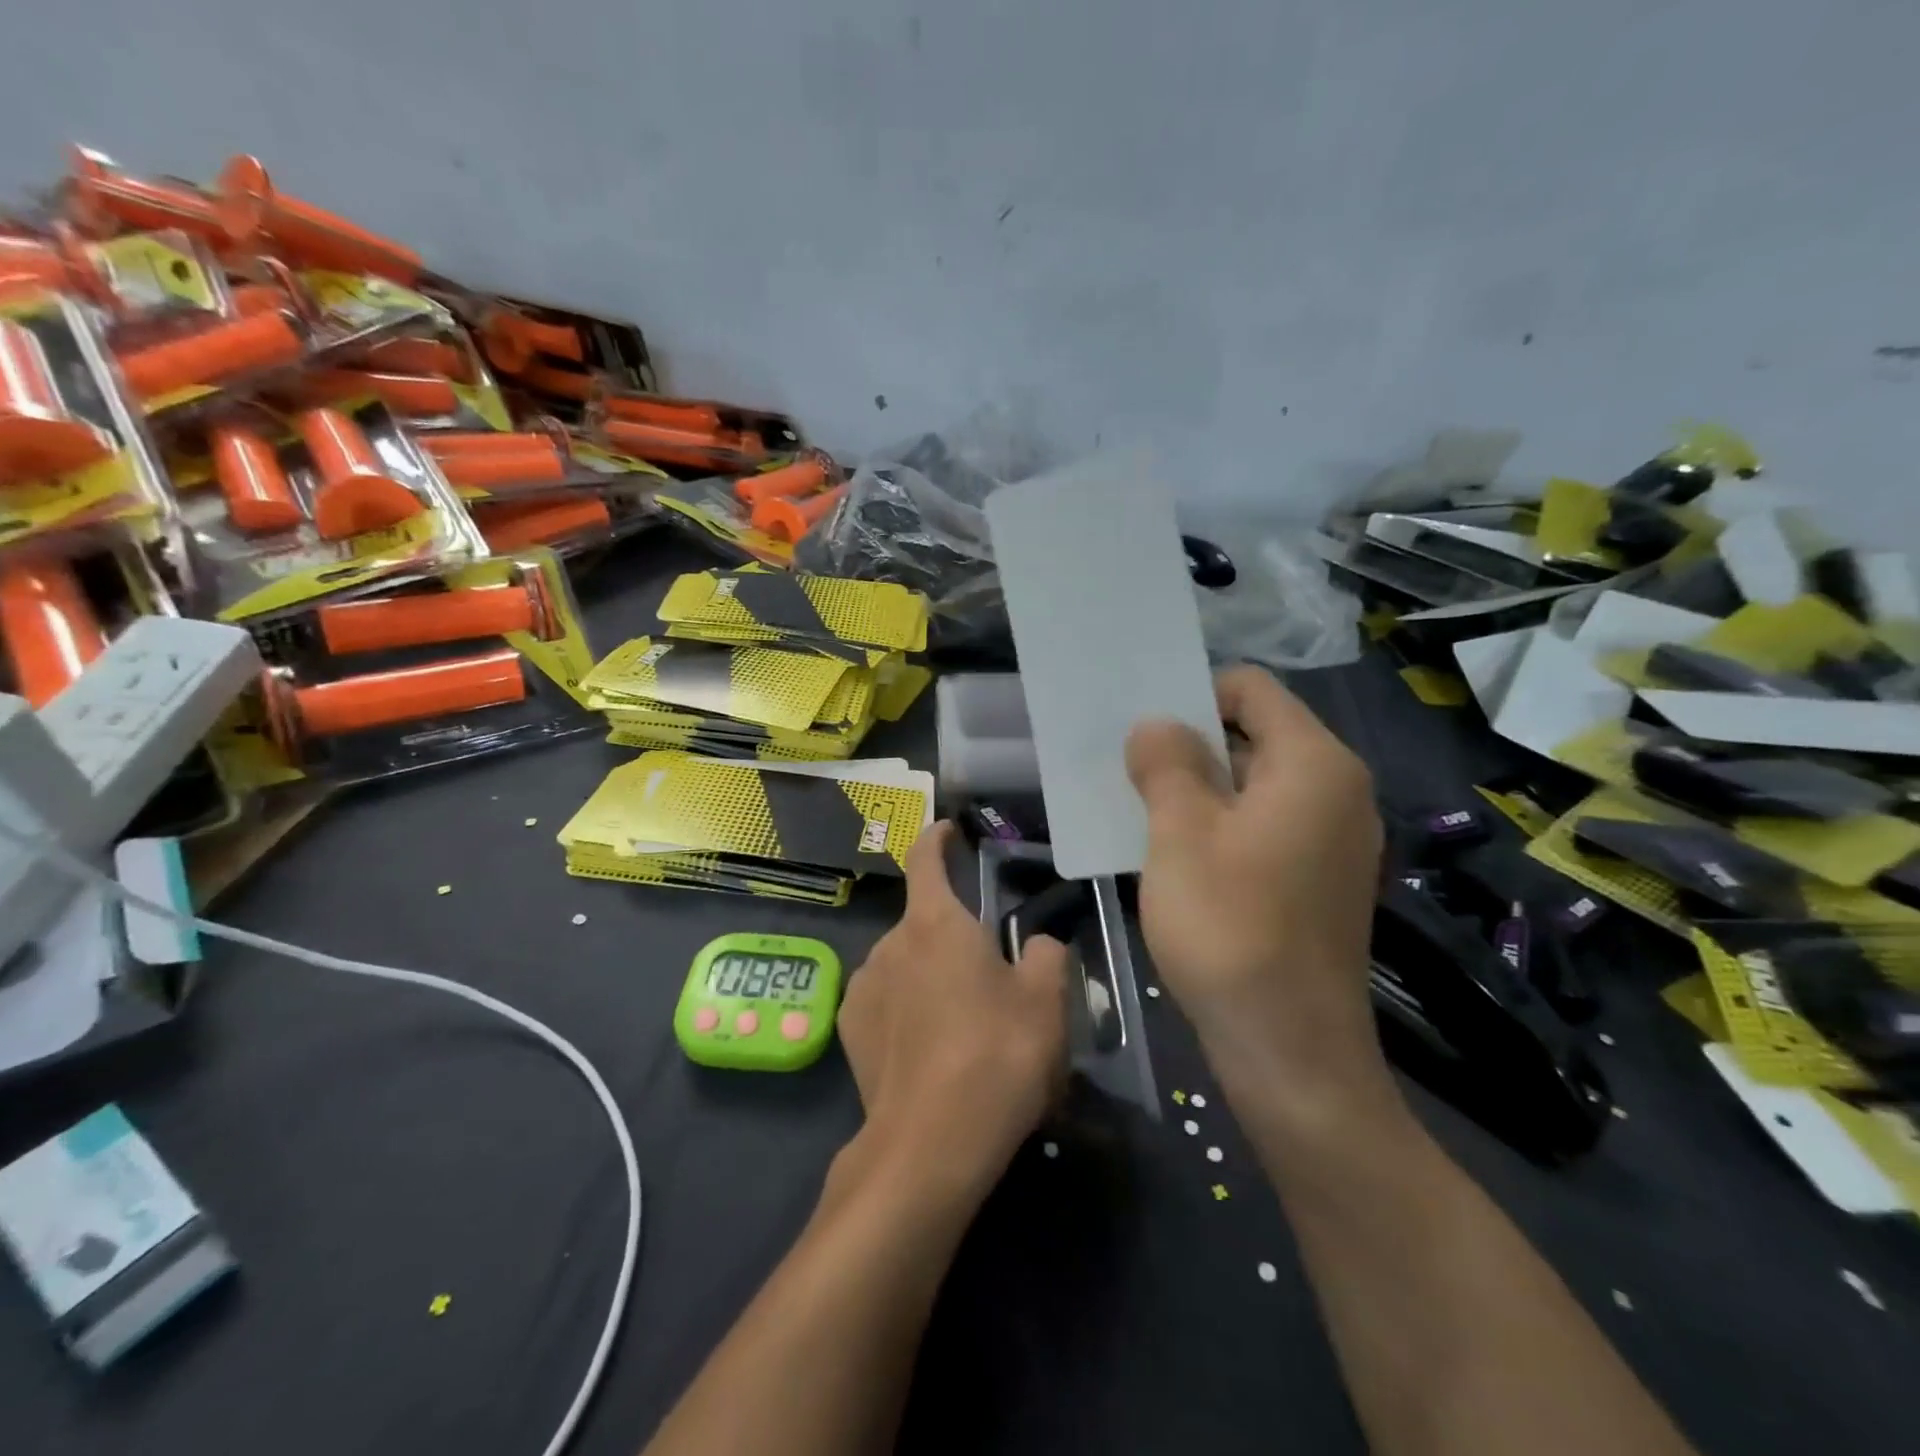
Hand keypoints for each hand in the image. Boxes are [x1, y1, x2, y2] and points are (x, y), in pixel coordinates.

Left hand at [836, 822, 1070, 1201]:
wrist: (930, 1143)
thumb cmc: (996, 1056)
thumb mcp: (1046, 1002)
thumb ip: (1044, 955)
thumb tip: (1035, 945)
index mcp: (936, 922)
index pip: (926, 858)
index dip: (937, 838)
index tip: (947, 830)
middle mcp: (890, 943)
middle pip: (923, 921)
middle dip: (951, 935)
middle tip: (986, 975)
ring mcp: (862, 986)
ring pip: (903, 962)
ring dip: (926, 973)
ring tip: (958, 1022)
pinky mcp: (848, 1029)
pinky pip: (882, 998)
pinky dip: (903, 1006)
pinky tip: (926, 1047)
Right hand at [1125, 666, 1388, 1117]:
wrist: (1290, 1050)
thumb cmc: (1231, 927)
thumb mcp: (1180, 834)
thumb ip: (1167, 764)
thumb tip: (1157, 726)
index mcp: (1314, 764)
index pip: (1251, 688)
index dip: (1193, 694)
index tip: (1141, 726)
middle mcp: (1337, 791)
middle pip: (1255, 734)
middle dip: (1189, 743)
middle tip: (1129, 766)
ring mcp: (1333, 839)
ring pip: (1255, 784)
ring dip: (1198, 787)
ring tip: (1140, 807)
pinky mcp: (1319, 880)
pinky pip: (1264, 825)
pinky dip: (1219, 824)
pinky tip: (1174, 852)